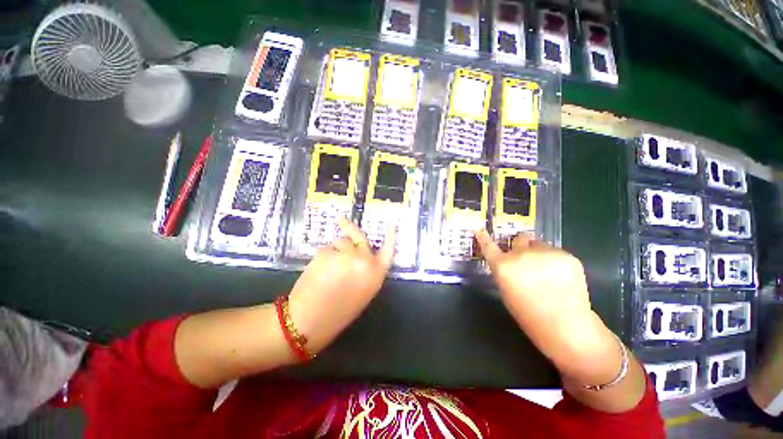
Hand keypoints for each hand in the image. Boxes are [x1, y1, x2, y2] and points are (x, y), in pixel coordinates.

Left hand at [288, 219, 394, 353]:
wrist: (308, 322)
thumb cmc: (337, 312)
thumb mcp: (362, 293)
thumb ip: (366, 272)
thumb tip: (361, 255)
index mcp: (375, 275)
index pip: (387, 251)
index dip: (390, 238)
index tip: (391, 225)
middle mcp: (364, 262)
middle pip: (360, 238)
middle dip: (351, 230)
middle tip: (343, 220)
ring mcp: (346, 256)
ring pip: (340, 242)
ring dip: (335, 249)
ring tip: (326, 267)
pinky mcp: (327, 253)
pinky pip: (326, 248)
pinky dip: (323, 256)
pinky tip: (317, 270)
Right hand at [475, 230, 616, 378]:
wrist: (566, 328)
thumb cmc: (529, 315)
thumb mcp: (506, 291)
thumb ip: (504, 271)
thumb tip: (507, 260)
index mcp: (503, 266)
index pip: (488, 246)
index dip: (483, 238)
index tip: (480, 230)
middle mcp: (522, 255)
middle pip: (518, 239)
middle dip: (521, 246)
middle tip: (527, 260)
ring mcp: (546, 253)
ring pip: (538, 245)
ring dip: (538, 253)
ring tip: (547, 273)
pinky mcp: (567, 256)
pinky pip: (554, 252)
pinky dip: (554, 261)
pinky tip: (560, 277)